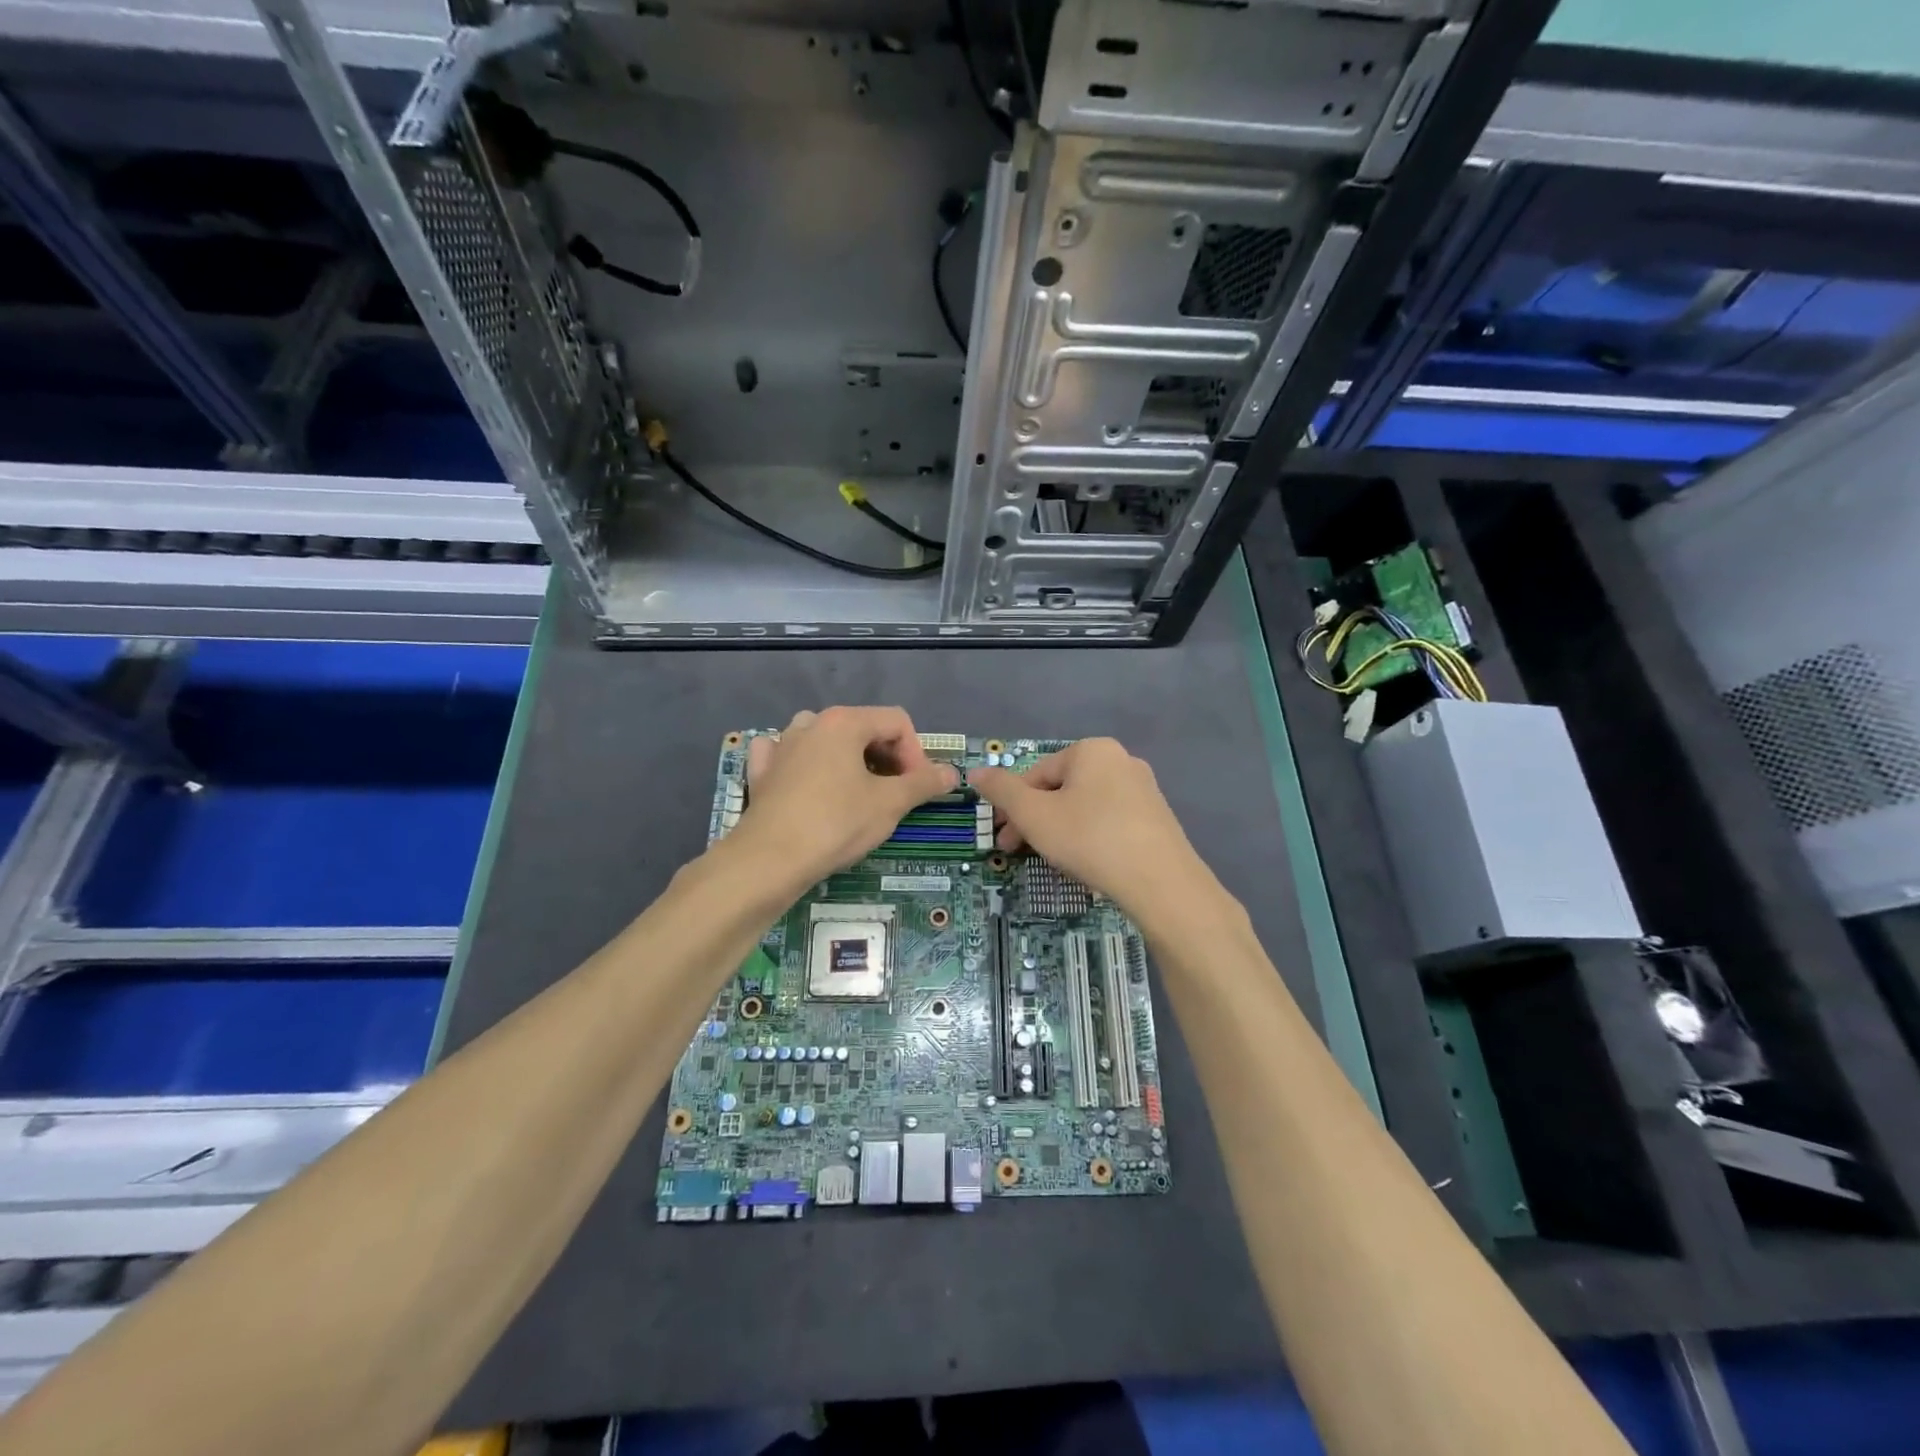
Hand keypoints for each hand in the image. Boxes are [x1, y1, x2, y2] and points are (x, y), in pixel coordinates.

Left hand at [735, 707, 957, 882]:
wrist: (769, 860)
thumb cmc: (836, 824)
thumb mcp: (890, 804)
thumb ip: (924, 783)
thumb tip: (951, 773)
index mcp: (844, 722)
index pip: (897, 722)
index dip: (916, 753)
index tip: (917, 789)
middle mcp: (811, 723)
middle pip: (863, 728)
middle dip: (887, 759)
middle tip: (895, 795)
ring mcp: (781, 745)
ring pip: (826, 740)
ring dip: (849, 760)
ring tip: (858, 792)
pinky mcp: (762, 771)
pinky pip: (789, 756)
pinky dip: (804, 765)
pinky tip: (808, 783)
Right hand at [968, 738, 1211, 918]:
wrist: (1160, 882)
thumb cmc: (1089, 839)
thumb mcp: (1034, 815)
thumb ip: (1001, 791)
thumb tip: (976, 772)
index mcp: (1091, 750)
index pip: (1036, 774)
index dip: (1013, 807)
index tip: (1003, 839)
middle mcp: (1121, 760)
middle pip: (1062, 789)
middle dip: (1036, 821)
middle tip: (1019, 853)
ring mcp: (1144, 789)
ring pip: (1085, 807)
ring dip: (1061, 830)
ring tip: (1056, 861)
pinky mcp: (1157, 818)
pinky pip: (1110, 822)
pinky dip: (1091, 838)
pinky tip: (1089, 864)